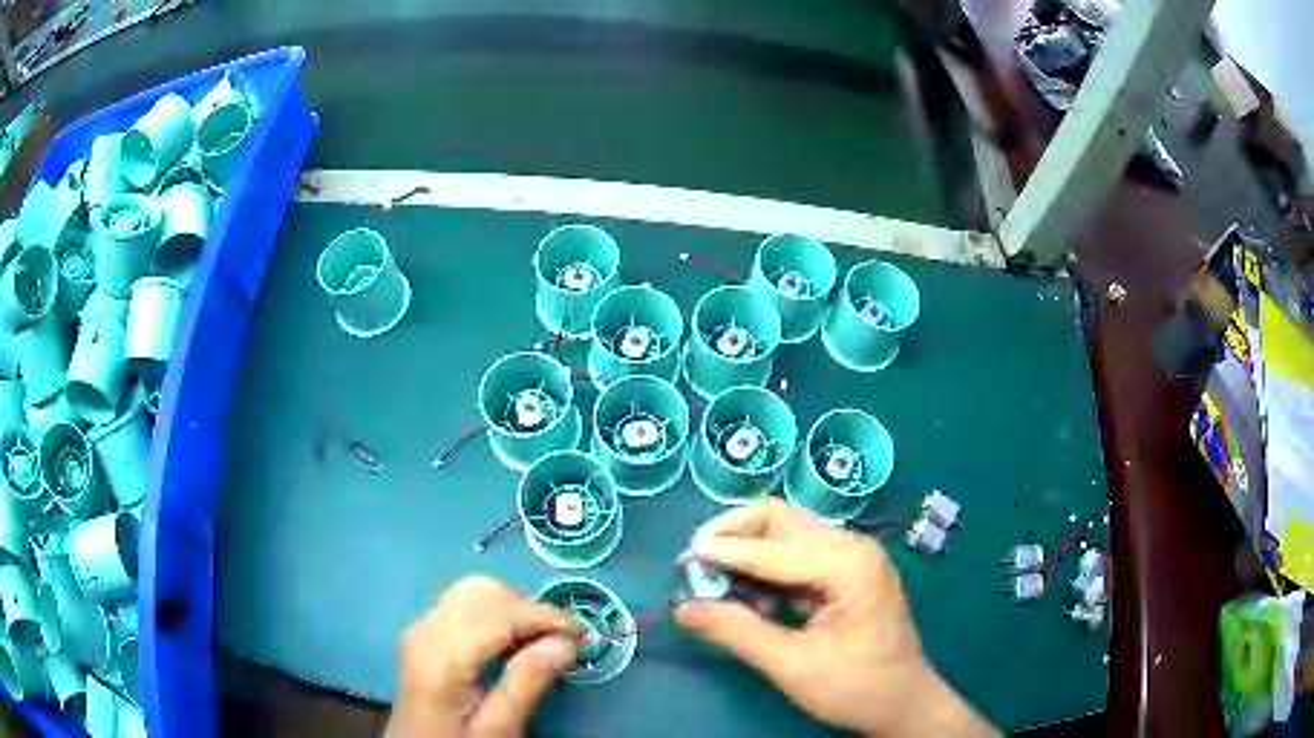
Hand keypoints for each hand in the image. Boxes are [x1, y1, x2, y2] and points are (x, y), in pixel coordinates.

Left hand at [386, 576, 579, 737]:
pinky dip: (493, 614)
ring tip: (535, 645)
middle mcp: (425, 630)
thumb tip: (565, 642)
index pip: (498, 613)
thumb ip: (527, 683)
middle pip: (481, 590)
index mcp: (441, 657)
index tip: (581, 635)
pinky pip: (462, 605)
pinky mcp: (423, 633)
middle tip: (555, 644)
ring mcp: (420, 627)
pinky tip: (508, 644)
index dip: (544, 617)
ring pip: (472, 591)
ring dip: (510, 609)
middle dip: (525, 609)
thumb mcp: (498, 727)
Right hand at [675, 499, 996, 737]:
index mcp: (850, 564)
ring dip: (746, 549)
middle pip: (782, 520)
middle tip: (694, 561)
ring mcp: (851, 558)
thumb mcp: (793, 666)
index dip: (726, 552)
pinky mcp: (844, 574)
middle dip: (734, 535)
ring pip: (786, 534)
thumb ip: (737, 633)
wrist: (904, 704)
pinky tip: (743, 592)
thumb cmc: (857, 688)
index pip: (775, 547)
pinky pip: (794, 557)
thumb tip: (682, 609)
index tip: (682, 559)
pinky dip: (763, 568)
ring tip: (710, 578)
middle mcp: (852, 547)